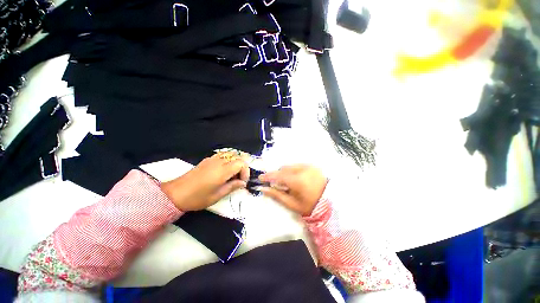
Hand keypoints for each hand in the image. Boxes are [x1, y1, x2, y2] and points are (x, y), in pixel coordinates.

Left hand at [161, 152, 249, 210]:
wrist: (176, 193)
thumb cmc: (197, 197)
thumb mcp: (217, 195)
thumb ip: (232, 186)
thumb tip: (242, 183)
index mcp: (222, 171)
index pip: (241, 163)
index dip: (245, 171)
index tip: (242, 182)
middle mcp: (219, 161)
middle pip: (237, 157)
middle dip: (242, 167)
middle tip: (238, 179)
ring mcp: (212, 159)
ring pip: (230, 154)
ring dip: (235, 162)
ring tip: (232, 174)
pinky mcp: (207, 159)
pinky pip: (222, 155)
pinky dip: (227, 160)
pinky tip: (223, 170)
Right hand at [258, 164, 327, 215]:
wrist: (330, 203)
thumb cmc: (310, 206)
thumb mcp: (292, 204)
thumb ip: (276, 195)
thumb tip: (263, 189)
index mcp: (298, 181)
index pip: (279, 176)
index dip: (268, 176)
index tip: (260, 178)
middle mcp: (303, 170)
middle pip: (284, 169)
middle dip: (277, 175)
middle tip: (274, 183)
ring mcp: (309, 166)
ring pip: (290, 166)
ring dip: (285, 172)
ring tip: (286, 182)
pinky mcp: (312, 166)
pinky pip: (297, 165)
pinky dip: (292, 171)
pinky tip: (294, 178)